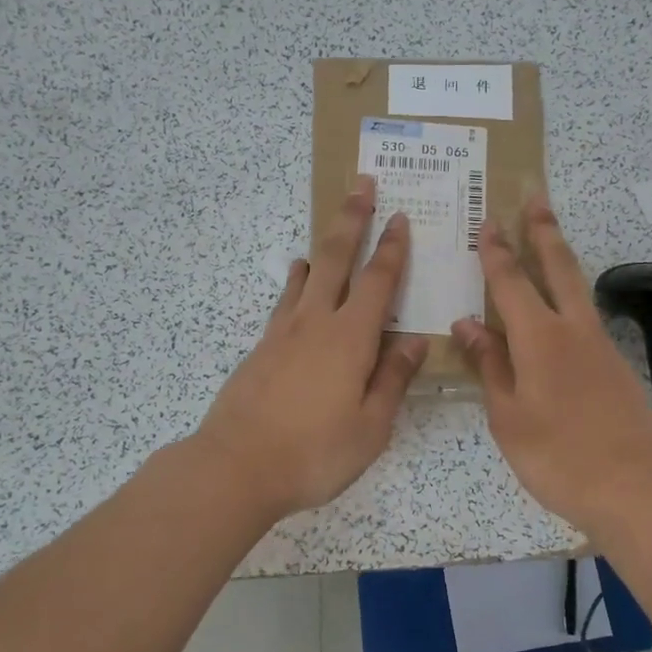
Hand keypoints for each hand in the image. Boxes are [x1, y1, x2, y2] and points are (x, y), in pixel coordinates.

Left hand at [194, 175, 428, 519]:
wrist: (237, 466)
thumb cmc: (315, 452)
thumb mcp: (371, 426)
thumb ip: (393, 379)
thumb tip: (414, 340)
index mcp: (351, 338)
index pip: (378, 281)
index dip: (392, 248)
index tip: (401, 218)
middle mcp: (316, 323)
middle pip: (337, 258)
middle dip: (352, 219)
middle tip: (361, 184)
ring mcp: (283, 332)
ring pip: (307, 274)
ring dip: (323, 246)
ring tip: (330, 230)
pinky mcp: (261, 348)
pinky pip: (285, 300)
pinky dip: (296, 281)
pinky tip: (298, 279)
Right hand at [452, 190, 651, 539]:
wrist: (636, 490)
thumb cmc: (559, 457)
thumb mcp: (509, 416)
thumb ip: (489, 366)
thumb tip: (466, 324)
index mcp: (540, 338)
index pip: (512, 282)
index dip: (497, 251)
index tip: (488, 221)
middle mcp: (574, 330)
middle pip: (559, 267)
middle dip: (543, 230)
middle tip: (536, 196)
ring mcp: (601, 347)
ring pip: (579, 288)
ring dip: (562, 257)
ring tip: (550, 237)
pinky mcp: (616, 368)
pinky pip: (586, 317)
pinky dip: (570, 297)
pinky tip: (562, 309)